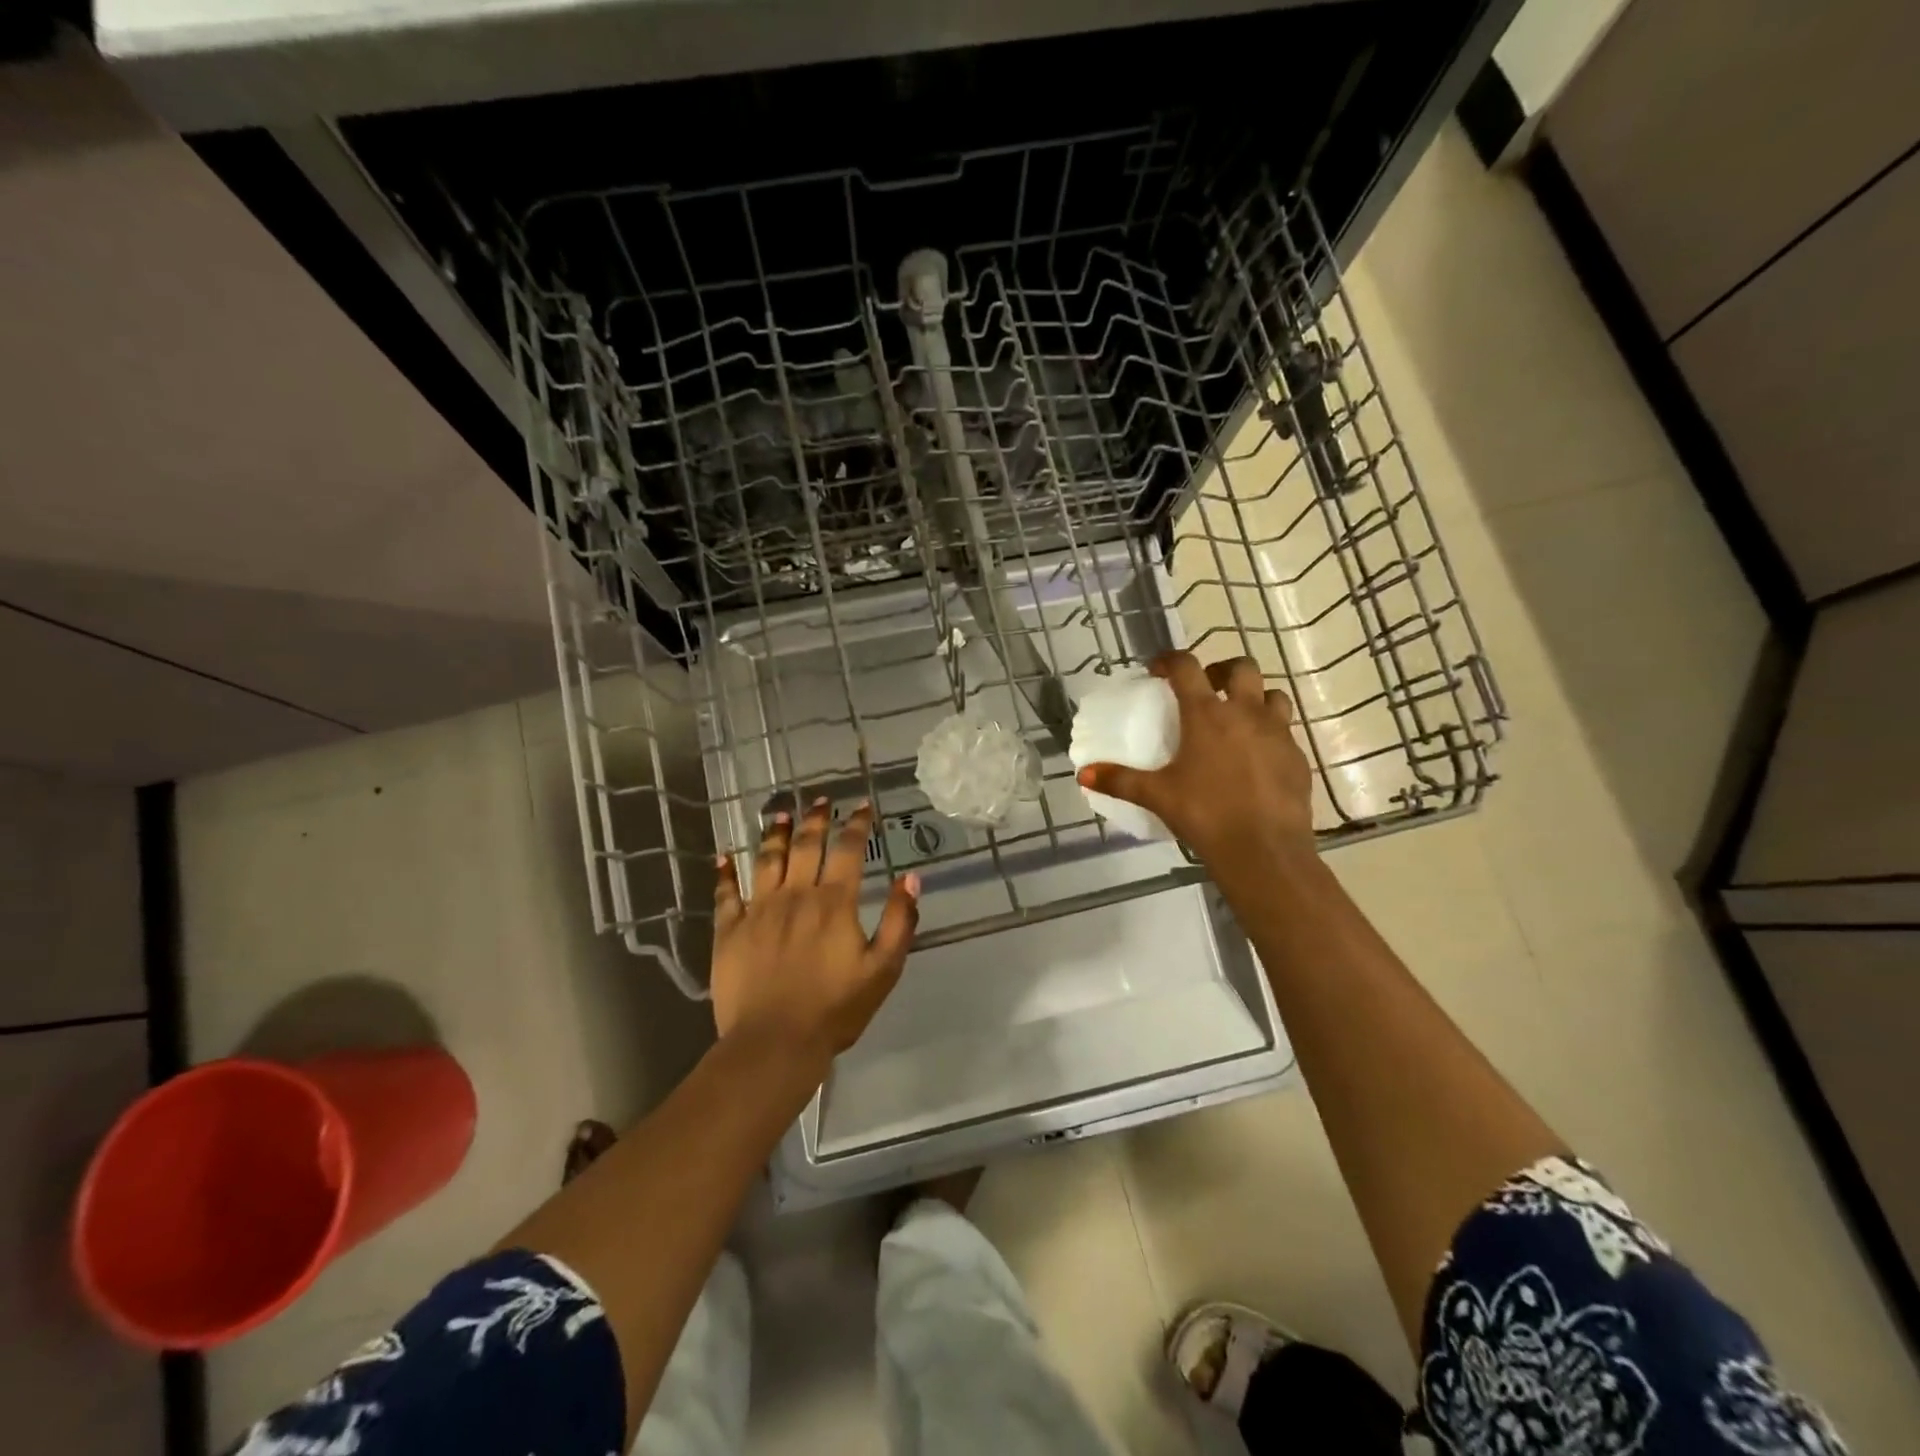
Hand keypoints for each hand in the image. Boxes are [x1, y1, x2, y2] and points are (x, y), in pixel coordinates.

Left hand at [710, 799, 919, 1069]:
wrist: (775, 1044)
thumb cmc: (835, 1009)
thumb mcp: (884, 969)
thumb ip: (900, 921)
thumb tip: (910, 877)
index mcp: (834, 903)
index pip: (848, 851)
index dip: (856, 825)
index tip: (862, 806)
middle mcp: (795, 896)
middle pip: (806, 846)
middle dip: (816, 819)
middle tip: (820, 800)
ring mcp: (759, 910)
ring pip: (767, 860)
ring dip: (775, 833)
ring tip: (780, 813)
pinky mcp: (730, 931)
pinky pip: (725, 894)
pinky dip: (724, 873)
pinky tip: (722, 857)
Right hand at [1076, 652, 1315, 872]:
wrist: (1264, 850)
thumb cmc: (1205, 814)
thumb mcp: (1157, 796)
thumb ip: (1119, 780)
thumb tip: (1083, 774)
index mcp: (1207, 715)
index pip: (1187, 667)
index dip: (1170, 660)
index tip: (1157, 670)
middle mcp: (1246, 713)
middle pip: (1241, 668)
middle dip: (1221, 670)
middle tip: (1206, 689)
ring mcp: (1278, 732)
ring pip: (1273, 694)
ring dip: (1254, 697)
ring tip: (1237, 718)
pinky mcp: (1298, 756)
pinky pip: (1286, 731)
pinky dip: (1270, 732)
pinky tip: (1256, 757)